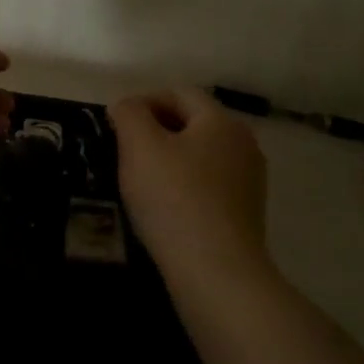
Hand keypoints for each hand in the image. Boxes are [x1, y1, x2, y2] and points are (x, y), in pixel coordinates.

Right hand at [109, 89, 268, 263]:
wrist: (216, 271)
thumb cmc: (174, 198)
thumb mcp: (139, 146)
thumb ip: (129, 114)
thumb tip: (127, 106)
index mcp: (221, 121)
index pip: (178, 93)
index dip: (142, 101)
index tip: (115, 125)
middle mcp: (243, 144)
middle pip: (192, 122)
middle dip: (155, 130)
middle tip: (123, 152)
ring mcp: (249, 180)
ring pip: (199, 154)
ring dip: (168, 159)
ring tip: (139, 181)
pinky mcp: (245, 211)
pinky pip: (207, 184)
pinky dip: (183, 185)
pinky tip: (163, 207)